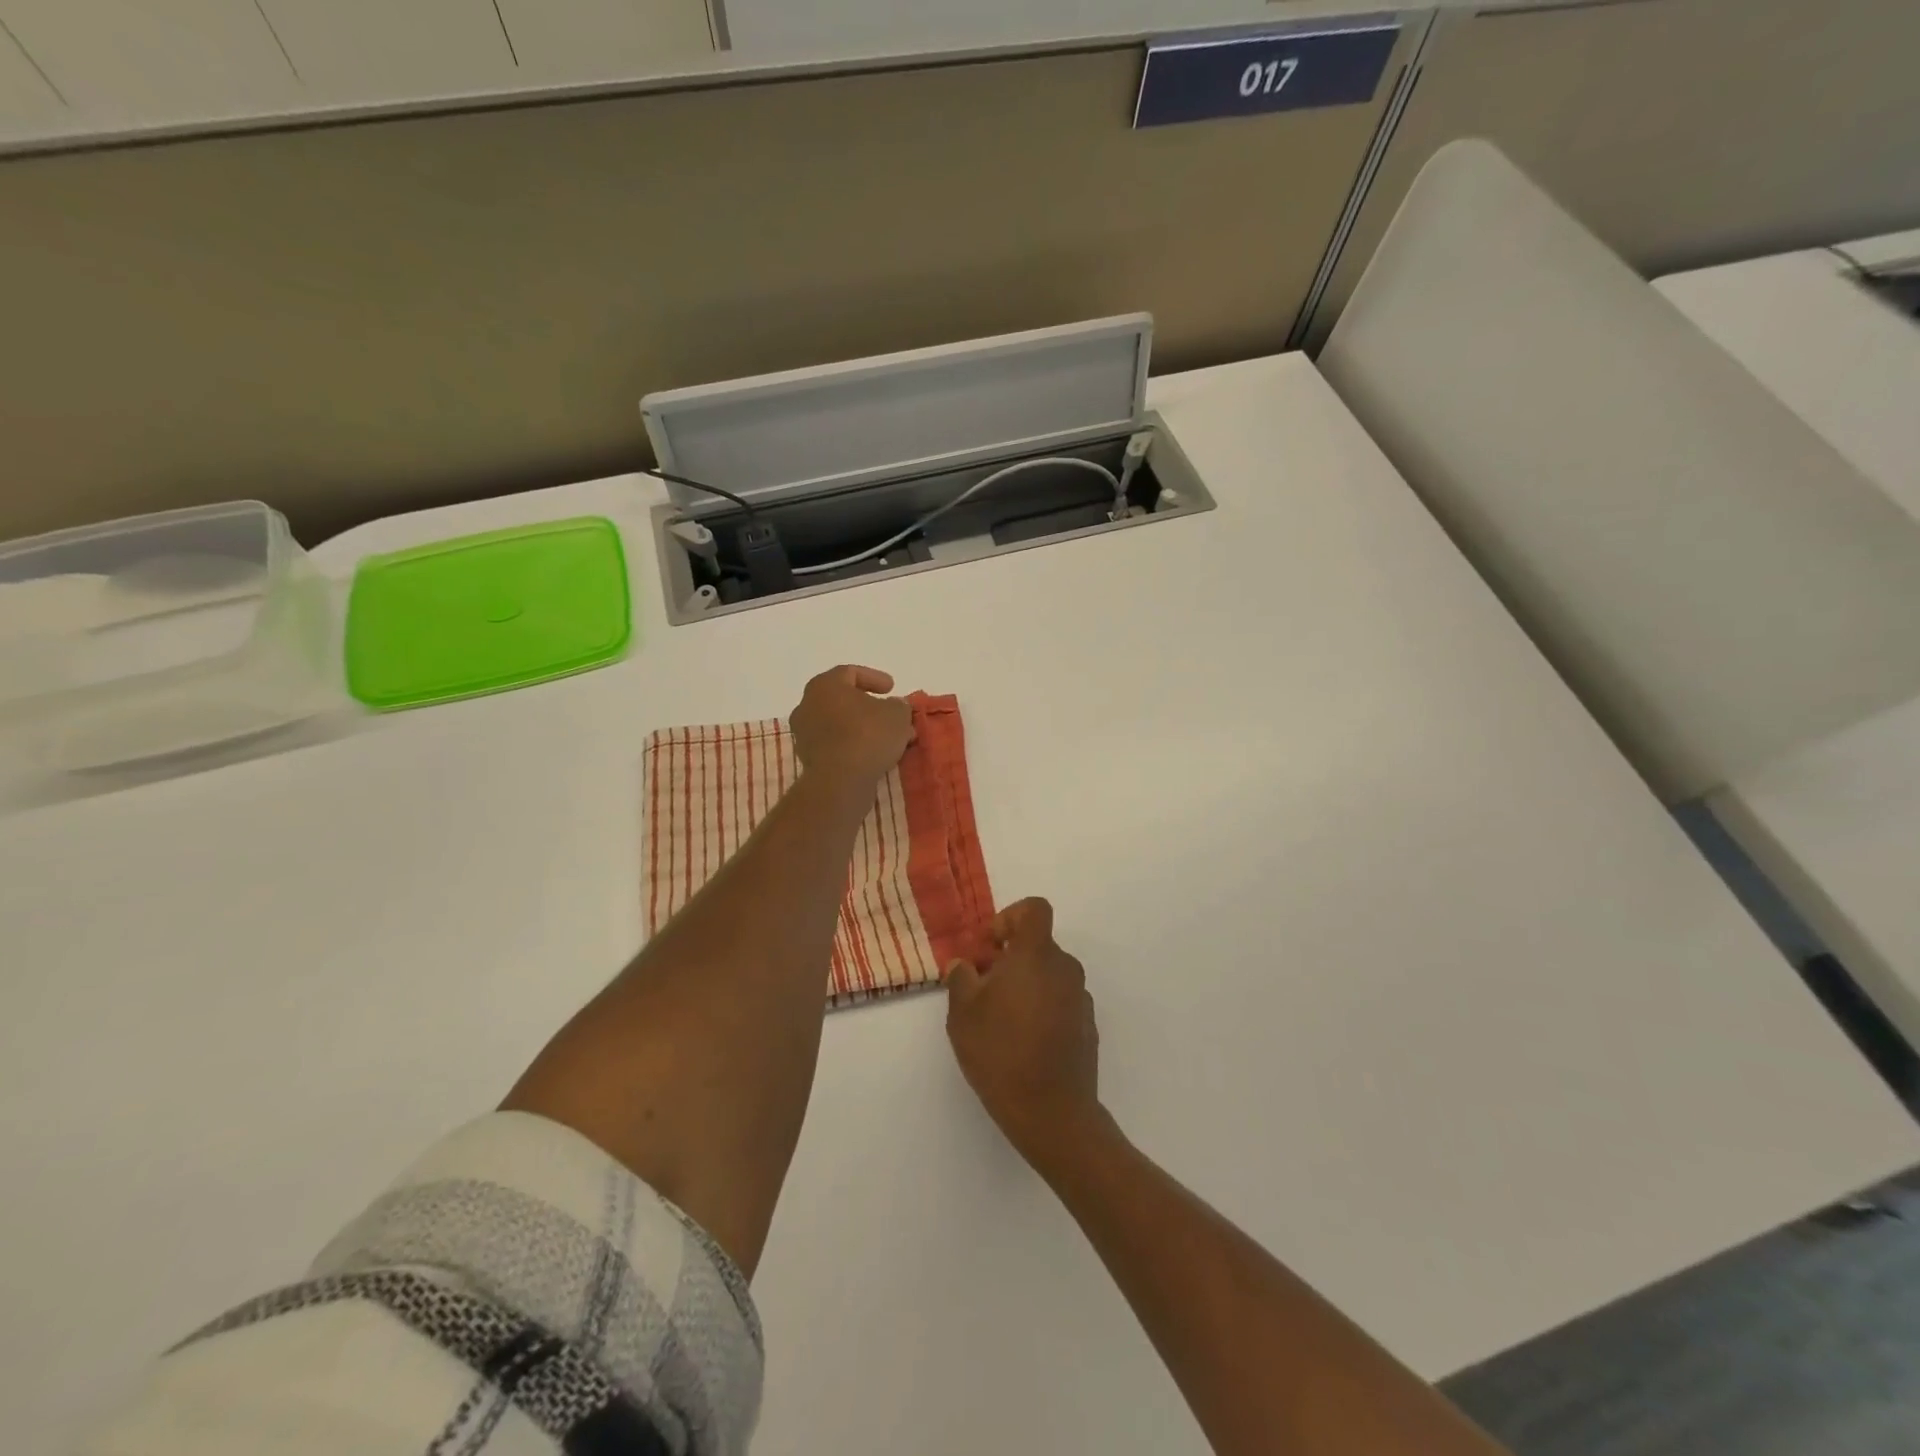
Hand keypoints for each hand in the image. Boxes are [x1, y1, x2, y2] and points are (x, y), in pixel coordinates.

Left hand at [789, 665, 913, 789]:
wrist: (840, 781)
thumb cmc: (867, 735)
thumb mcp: (897, 714)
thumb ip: (898, 705)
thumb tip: (894, 706)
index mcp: (825, 685)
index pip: (850, 673)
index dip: (874, 678)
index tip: (892, 688)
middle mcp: (808, 705)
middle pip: (843, 700)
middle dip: (870, 707)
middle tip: (891, 715)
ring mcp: (804, 733)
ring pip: (840, 724)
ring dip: (863, 728)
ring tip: (888, 738)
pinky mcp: (808, 758)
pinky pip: (835, 744)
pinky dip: (853, 745)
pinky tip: (874, 754)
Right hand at [946, 898, 1104, 1165]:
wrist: (1052, 1112)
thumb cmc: (1001, 1052)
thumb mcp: (963, 1013)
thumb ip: (961, 978)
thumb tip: (965, 965)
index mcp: (1037, 954)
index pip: (1034, 909)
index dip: (1009, 917)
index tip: (990, 948)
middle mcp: (1065, 968)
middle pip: (1038, 945)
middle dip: (1010, 959)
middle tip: (983, 989)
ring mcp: (1080, 998)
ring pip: (1048, 975)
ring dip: (1025, 985)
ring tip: (1000, 1021)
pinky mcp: (1088, 1026)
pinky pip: (1060, 1001)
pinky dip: (1042, 1009)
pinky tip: (1023, 1042)